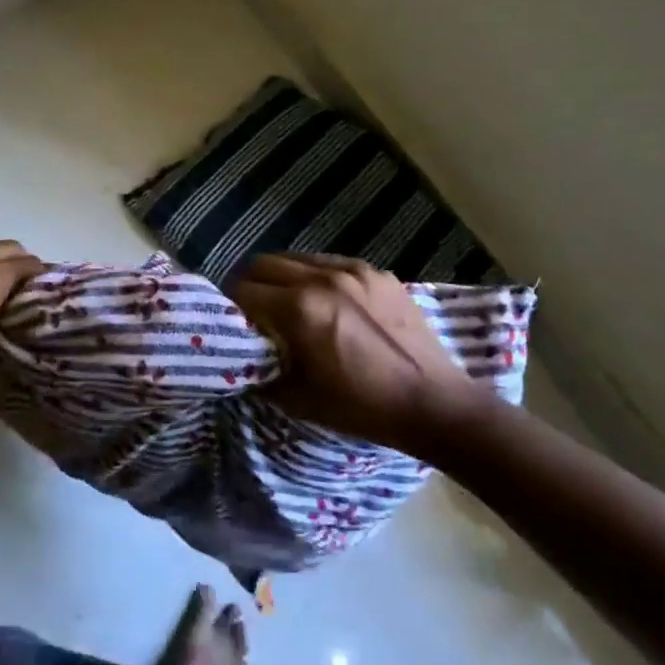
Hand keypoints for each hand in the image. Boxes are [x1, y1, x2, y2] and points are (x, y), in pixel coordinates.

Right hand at [231, 254, 502, 451]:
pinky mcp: (377, 272)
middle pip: (263, 263)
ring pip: (296, 257)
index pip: (243, 291)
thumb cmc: (362, 407)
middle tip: (253, 310)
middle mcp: (322, 278)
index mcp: (299, 308)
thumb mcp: (299, 399)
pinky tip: (327, 300)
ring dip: (282, 276)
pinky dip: (316, 276)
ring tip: (288, 302)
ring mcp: (353, 270)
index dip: (230, 307)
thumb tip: (241, 358)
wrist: (434, 403)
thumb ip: (261, 371)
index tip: (232, 324)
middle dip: (250, 284)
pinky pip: (331, 262)